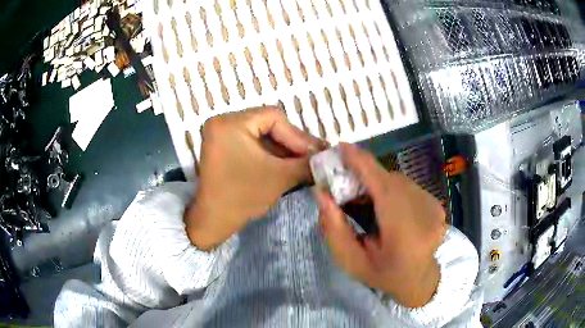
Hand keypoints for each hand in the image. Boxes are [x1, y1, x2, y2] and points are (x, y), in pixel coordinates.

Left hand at [185, 106, 323, 250]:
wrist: (214, 221)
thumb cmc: (242, 196)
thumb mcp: (279, 177)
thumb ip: (306, 163)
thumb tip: (328, 156)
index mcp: (231, 123)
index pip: (273, 118)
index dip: (298, 135)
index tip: (316, 153)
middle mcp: (223, 121)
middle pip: (268, 124)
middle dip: (292, 143)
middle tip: (313, 156)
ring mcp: (222, 133)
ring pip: (262, 134)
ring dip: (283, 149)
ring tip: (304, 162)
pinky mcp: (224, 146)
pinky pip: (253, 143)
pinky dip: (270, 153)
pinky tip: (287, 164)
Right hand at [315, 143, 446, 307]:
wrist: (418, 280)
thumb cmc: (383, 275)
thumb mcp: (351, 261)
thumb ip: (334, 229)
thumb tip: (322, 193)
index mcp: (405, 237)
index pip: (384, 190)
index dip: (363, 164)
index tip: (342, 147)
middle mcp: (426, 218)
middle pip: (391, 182)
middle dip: (366, 176)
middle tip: (345, 182)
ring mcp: (436, 210)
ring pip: (400, 181)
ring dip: (379, 184)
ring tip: (366, 200)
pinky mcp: (438, 205)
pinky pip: (408, 186)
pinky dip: (392, 189)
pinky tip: (386, 207)